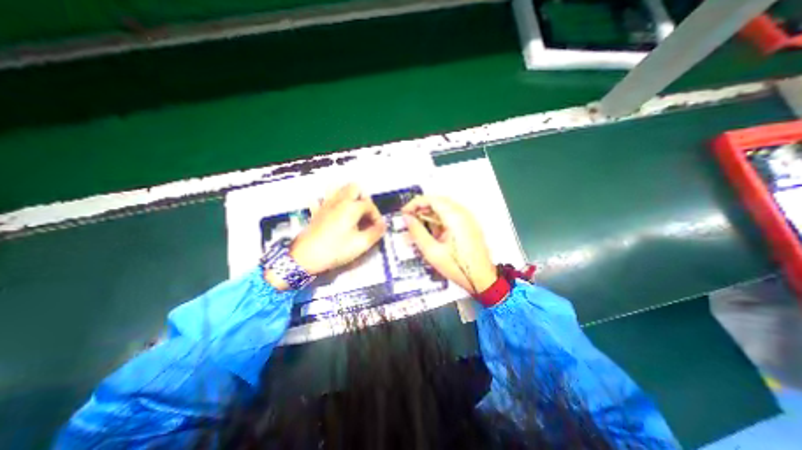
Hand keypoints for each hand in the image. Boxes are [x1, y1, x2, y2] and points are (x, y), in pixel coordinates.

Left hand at [292, 182, 388, 273]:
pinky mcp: (316, 211)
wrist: (305, 257)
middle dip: (363, 198)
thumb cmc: (335, 250)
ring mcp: (326, 204)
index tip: (377, 228)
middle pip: (354, 188)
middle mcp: (339, 201)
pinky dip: (330, 201)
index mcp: (351, 207)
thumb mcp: (360, 244)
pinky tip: (333, 211)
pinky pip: (323, 199)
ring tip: (353, 210)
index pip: (370, 205)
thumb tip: (383, 226)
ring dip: (348, 195)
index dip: (377, 216)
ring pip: (338, 189)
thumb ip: (375, 233)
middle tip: (366, 214)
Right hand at [402, 195, 494, 292]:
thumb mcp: (432, 251)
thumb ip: (417, 232)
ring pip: (443, 210)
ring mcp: (467, 219)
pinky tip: (430, 235)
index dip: (415, 204)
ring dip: (428, 217)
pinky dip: (438, 222)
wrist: (482, 279)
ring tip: (417, 230)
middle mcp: (463, 214)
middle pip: (437, 203)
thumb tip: (407, 218)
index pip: (431, 199)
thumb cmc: (458, 267)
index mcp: (455, 217)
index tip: (404, 213)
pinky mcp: (468, 226)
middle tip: (409, 221)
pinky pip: (450, 217)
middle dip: (421, 210)